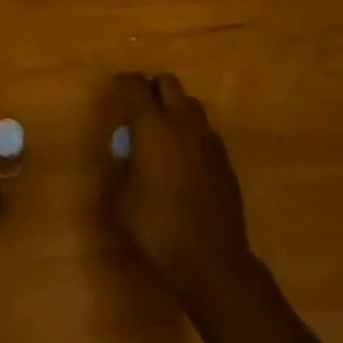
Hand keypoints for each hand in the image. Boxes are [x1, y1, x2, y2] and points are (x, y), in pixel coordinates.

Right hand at [107, 72, 251, 306]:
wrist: (211, 260)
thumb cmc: (158, 227)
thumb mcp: (121, 202)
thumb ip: (119, 170)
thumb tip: (123, 158)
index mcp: (152, 125)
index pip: (135, 85)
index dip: (124, 82)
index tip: (116, 88)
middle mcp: (182, 122)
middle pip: (168, 82)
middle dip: (153, 88)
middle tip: (141, 108)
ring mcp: (208, 139)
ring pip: (191, 104)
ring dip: (176, 108)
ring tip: (165, 133)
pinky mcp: (225, 160)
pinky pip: (206, 131)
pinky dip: (192, 134)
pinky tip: (186, 160)